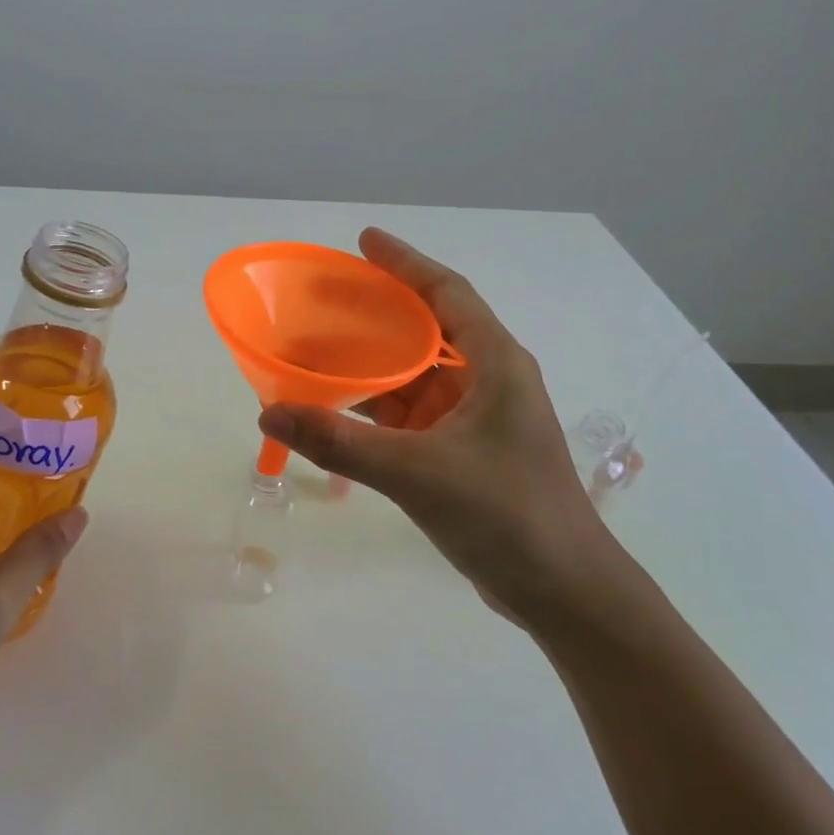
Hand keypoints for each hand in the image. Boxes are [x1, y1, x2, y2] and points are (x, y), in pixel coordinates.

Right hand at [257, 228, 624, 628]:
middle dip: (379, 312)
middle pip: (428, 329)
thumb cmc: (504, 515)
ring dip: (374, 365)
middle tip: (326, 299)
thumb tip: (270, 411)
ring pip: (417, 376)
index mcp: (495, 364)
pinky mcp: (466, 452)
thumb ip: (339, 441)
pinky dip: (378, 408)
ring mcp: (478, 419)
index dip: (405, 263)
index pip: (447, 293)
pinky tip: (340, 408)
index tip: (363, 242)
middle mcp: (489, 381)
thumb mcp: (416, 473)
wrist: (563, 592)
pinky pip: (413, 414)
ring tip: (320, 350)